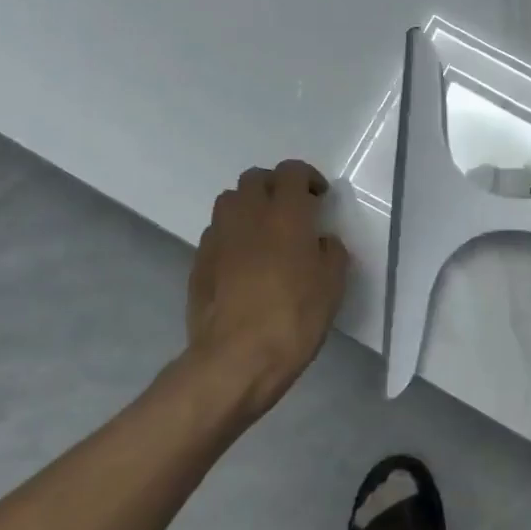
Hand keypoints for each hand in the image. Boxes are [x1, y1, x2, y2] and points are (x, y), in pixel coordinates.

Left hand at [188, 160, 349, 418]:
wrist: (237, 358)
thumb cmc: (294, 317)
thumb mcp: (332, 285)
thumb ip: (330, 252)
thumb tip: (321, 241)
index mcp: (285, 213)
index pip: (292, 172)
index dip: (307, 178)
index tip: (319, 197)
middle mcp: (248, 214)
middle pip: (255, 179)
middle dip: (275, 186)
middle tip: (292, 211)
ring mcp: (218, 236)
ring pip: (230, 201)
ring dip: (249, 206)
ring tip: (264, 232)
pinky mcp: (198, 261)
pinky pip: (216, 232)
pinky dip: (232, 234)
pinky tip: (243, 261)